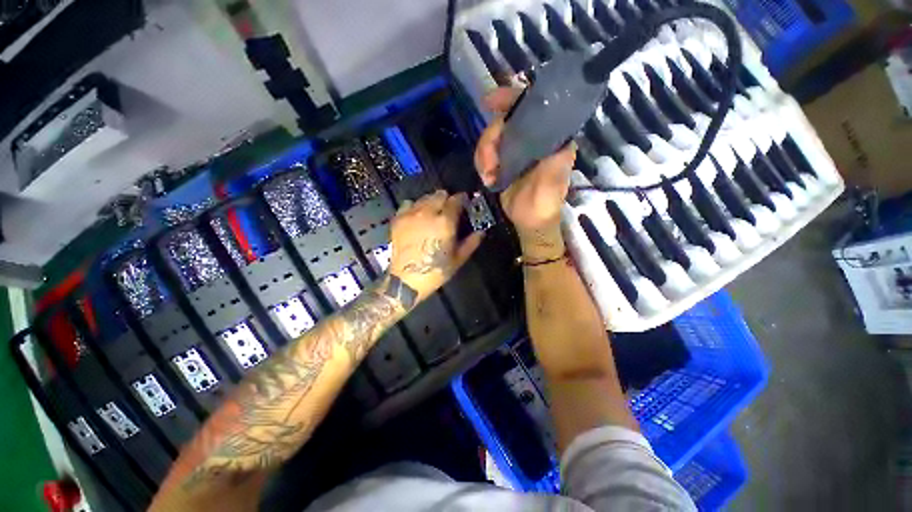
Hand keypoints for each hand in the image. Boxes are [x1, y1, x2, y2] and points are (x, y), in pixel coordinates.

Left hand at [389, 190, 483, 301]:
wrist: (406, 280)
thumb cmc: (435, 271)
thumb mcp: (458, 259)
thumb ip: (471, 243)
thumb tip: (480, 232)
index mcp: (445, 222)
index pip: (456, 200)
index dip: (461, 199)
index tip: (464, 202)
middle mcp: (428, 213)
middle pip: (439, 195)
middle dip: (446, 199)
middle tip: (449, 208)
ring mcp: (411, 214)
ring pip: (424, 197)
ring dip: (431, 201)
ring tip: (433, 211)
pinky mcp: (398, 219)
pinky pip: (408, 204)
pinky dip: (415, 206)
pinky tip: (417, 215)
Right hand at [473, 87, 575, 257]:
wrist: (530, 222)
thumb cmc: (545, 202)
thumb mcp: (553, 180)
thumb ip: (554, 156)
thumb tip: (555, 131)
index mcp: (548, 138)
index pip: (529, 107)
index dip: (509, 99)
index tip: (489, 102)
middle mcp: (530, 138)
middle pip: (502, 122)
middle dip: (489, 141)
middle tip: (488, 166)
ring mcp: (514, 150)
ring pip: (490, 139)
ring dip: (483, 156)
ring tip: (489, 176)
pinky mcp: (502, 162)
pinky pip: (485, 154)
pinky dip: (482, 164)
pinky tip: (488, 178)